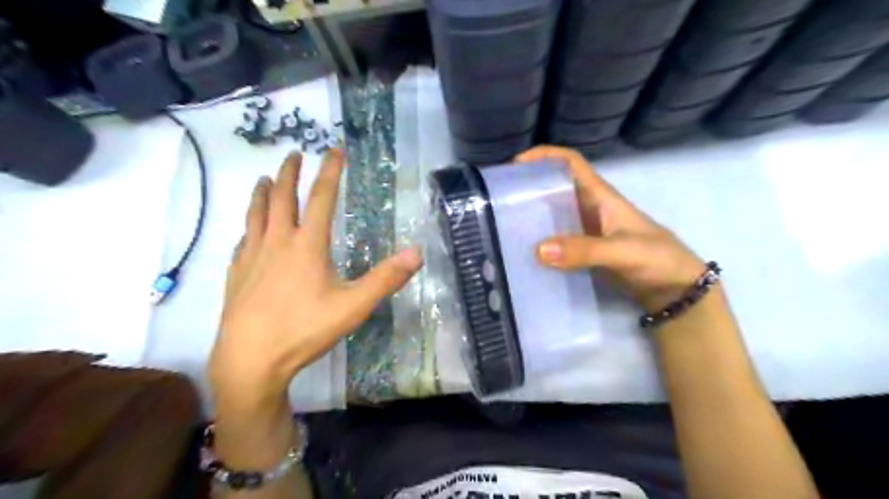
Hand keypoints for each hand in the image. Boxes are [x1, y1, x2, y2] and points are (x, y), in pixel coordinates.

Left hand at [211, 150, 426, 404]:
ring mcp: (252, 256)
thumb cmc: (303, 330)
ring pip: (257, 213)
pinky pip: (243, 239)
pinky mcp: (236, 272)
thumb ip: (385, 279)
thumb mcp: (353, 306)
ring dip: (262, 192)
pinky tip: (249, 229)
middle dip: (289, 173)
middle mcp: (278, 241)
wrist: (250, 359)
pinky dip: (249, 225)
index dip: (330, 171)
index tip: (334, 149)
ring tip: (264, 178)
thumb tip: (416, 253)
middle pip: (282, 197)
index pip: (321, 197)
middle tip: (293, 154)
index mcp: (307, 245)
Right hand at [518, 144, 705, 310]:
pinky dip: (541, 241)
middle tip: (499, 199)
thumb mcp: (623, 251)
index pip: (570, 163)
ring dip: (532, 215)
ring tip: (504, 225)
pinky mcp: (584, 251)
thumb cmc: (657, 259)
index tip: (515, 165)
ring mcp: (586, 230)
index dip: (544, 156)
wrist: (675, 289)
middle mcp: (589, 208)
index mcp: (600, 195)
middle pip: (555, 187)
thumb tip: (538, 250)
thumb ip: (584, 250)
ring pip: (553, 214)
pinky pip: (557, 239)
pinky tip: (524, 252)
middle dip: (529, 187)